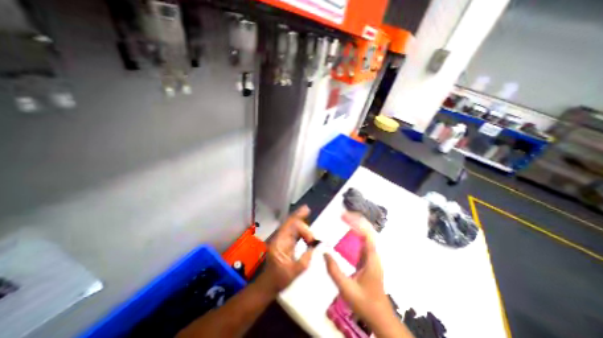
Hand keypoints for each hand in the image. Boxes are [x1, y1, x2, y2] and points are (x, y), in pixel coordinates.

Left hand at [257, 205, 315, 294]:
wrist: (267, 285)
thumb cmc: (278, 280)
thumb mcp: (292, 273)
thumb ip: (304, 261)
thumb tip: (314, 248)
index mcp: (279, 243)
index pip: (290, 228)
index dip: (302, 229)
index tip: (312, 240)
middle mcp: (280, 238)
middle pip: (290, 223)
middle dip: (299, 217)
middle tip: (307, 209)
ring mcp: (282, 240)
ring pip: (291, 226)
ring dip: (300, 221)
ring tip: (307, 212)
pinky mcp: (285, 243)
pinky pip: (293, 231)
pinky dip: (300, 228)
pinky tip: (305, 225)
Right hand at [325, 216, 409, 337]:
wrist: (380, 317)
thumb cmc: (365, 304)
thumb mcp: (346, 289)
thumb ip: (334, 271)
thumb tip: (324, 252)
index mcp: (371, 259)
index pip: (366, 234)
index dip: (356, 223)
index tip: (343, 216)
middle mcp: (374, 254)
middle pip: (368, 231)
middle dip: (356, 220)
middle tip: (342, 215)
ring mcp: (372, 256)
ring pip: (367, 235)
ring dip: (357, 224)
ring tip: (344, 219)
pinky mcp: (369, 259)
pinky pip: (363, 241)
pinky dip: (356, 233)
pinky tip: (348, 232)